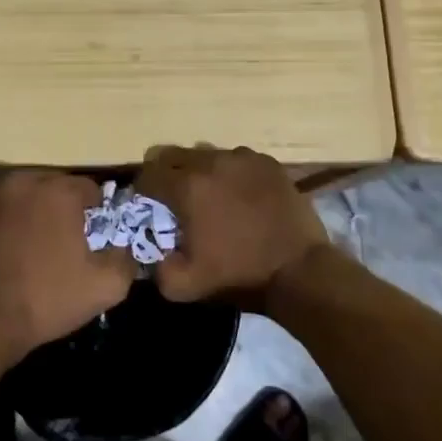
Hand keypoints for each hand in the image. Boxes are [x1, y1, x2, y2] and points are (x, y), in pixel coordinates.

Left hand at [0, 169, 136, 357]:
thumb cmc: (48, 299)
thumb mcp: (106, 286)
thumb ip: (126, 257)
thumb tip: (125, 245)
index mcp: (59, 191)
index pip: (91, 190)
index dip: (97, 215)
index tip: (92, 241)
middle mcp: (24, 181)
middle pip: (56, 186)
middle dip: (64, 209)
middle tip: (64, 243)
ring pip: (25, 194)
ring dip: (34, 211)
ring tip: (34, 245)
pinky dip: (6, 220)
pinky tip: (7, 248)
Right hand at [135, 145, 329, 303]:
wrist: (299, 271)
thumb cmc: (238, 276)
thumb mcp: (183, 286)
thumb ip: (156, 267)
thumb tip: (151, 252)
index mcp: (187, 187)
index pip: (148, 174)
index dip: (142, 190)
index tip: (147, 206)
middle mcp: (212, 162)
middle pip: (173, 156)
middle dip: (166, 175)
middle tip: (173, 199)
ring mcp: (243, 158)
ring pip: (207, 155)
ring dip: (200, 172)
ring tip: (210, 197)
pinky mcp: (268, 163)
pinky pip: (237, 160)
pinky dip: (231, 174)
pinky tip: (239, 196)